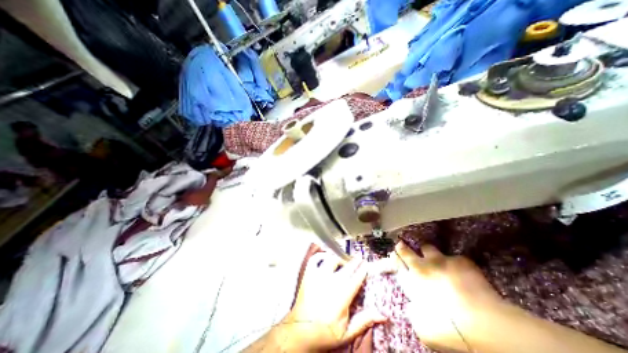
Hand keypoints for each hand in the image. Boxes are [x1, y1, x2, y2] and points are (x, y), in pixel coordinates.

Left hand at [280, 254, 388, 349]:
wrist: (300, 330)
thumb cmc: (325, 332)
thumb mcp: (347, 332)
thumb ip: (364, 320)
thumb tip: (383, 314)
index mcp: (342, 296)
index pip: (356, 278)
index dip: (363, 270)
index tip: (366, 264)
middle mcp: (331, 282)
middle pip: (346, 267)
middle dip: (355, 262)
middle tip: (359, 259)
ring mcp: (318, 276)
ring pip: (332, 259)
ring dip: (339, 258)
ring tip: (343, 261)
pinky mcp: (308, 274)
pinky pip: (315, 258)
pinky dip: (321, 255)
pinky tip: (326, 257)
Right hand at [393, 241, 503, 351]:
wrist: (482, 324)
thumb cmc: (447, 329)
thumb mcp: (423, 328)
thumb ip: (414, 313)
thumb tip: (413, 307)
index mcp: (411, 281)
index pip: (397, 264)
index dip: (394, 258)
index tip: (393, 255)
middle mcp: (421, 267)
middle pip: (406, 251)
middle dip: (402, 248)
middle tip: (400, 245)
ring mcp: (440, 261)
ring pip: (427, 248)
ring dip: (427, 252)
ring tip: (433, 257)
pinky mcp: (460, 261)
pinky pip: (454, 258)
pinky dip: (455, 263)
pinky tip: (462, 272)